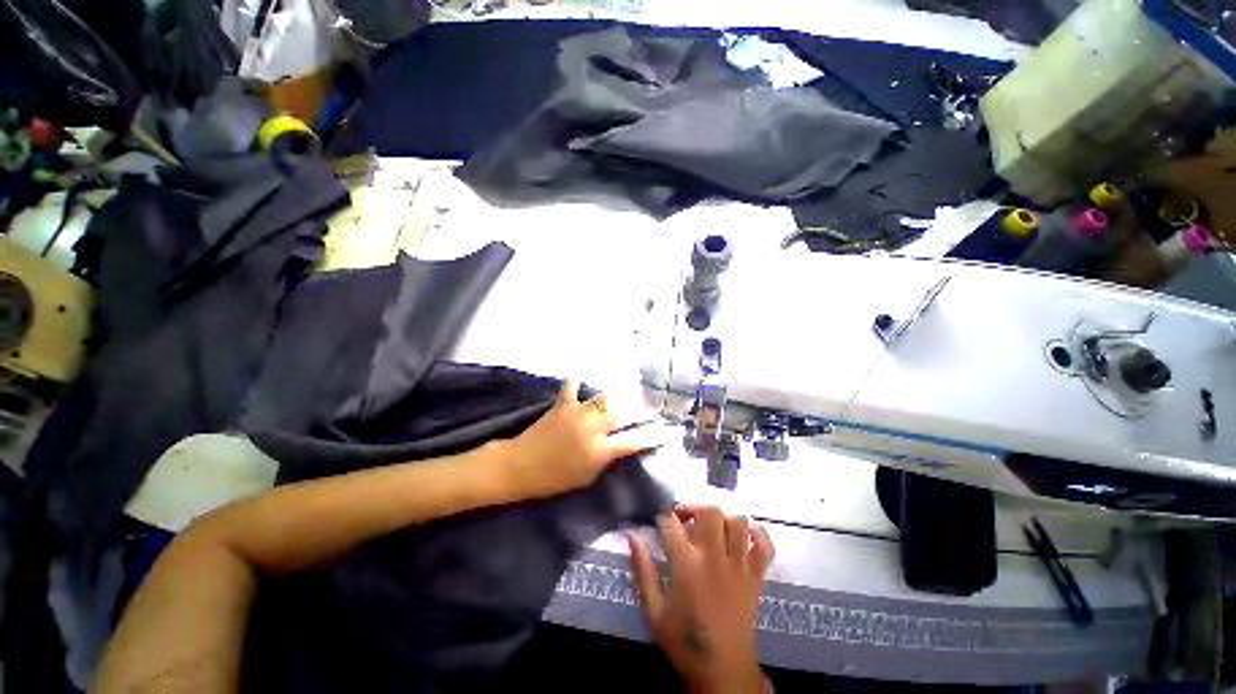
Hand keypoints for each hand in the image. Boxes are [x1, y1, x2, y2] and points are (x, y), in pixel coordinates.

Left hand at [502, 380, 655, 500]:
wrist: (520, 467)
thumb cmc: (553, 479)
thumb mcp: (586, 477)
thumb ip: (605, 460)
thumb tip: (616, 446)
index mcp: (600, 451)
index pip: (632, 442)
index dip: (651, 437)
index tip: (664, 432)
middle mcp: (593, 429)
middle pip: (622, 414)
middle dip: (639, 410)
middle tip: (649, 405)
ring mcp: (578, 414)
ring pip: (603, 398)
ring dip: (615, 394)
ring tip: (626, 386)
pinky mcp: (563, 405)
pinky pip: (571, 388)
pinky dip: (575, 382)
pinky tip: (578, 375)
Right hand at [628, 506, 774, 693]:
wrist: (723, 672)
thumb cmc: (684, 640)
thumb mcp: (653, 610)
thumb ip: (642, 569)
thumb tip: (632, 535)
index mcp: (686, 566)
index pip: (671, 523)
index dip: (662, 514)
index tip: (658, 517)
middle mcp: (715, 559)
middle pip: (710, 512)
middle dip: (695, 507)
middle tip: (685, 518)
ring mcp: (739, 566)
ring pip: (738, 522)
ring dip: (723, 518)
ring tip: (711, 528)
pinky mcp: (757, 577)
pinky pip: (765, 545)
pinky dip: (757, 534)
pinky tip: (742, 536)